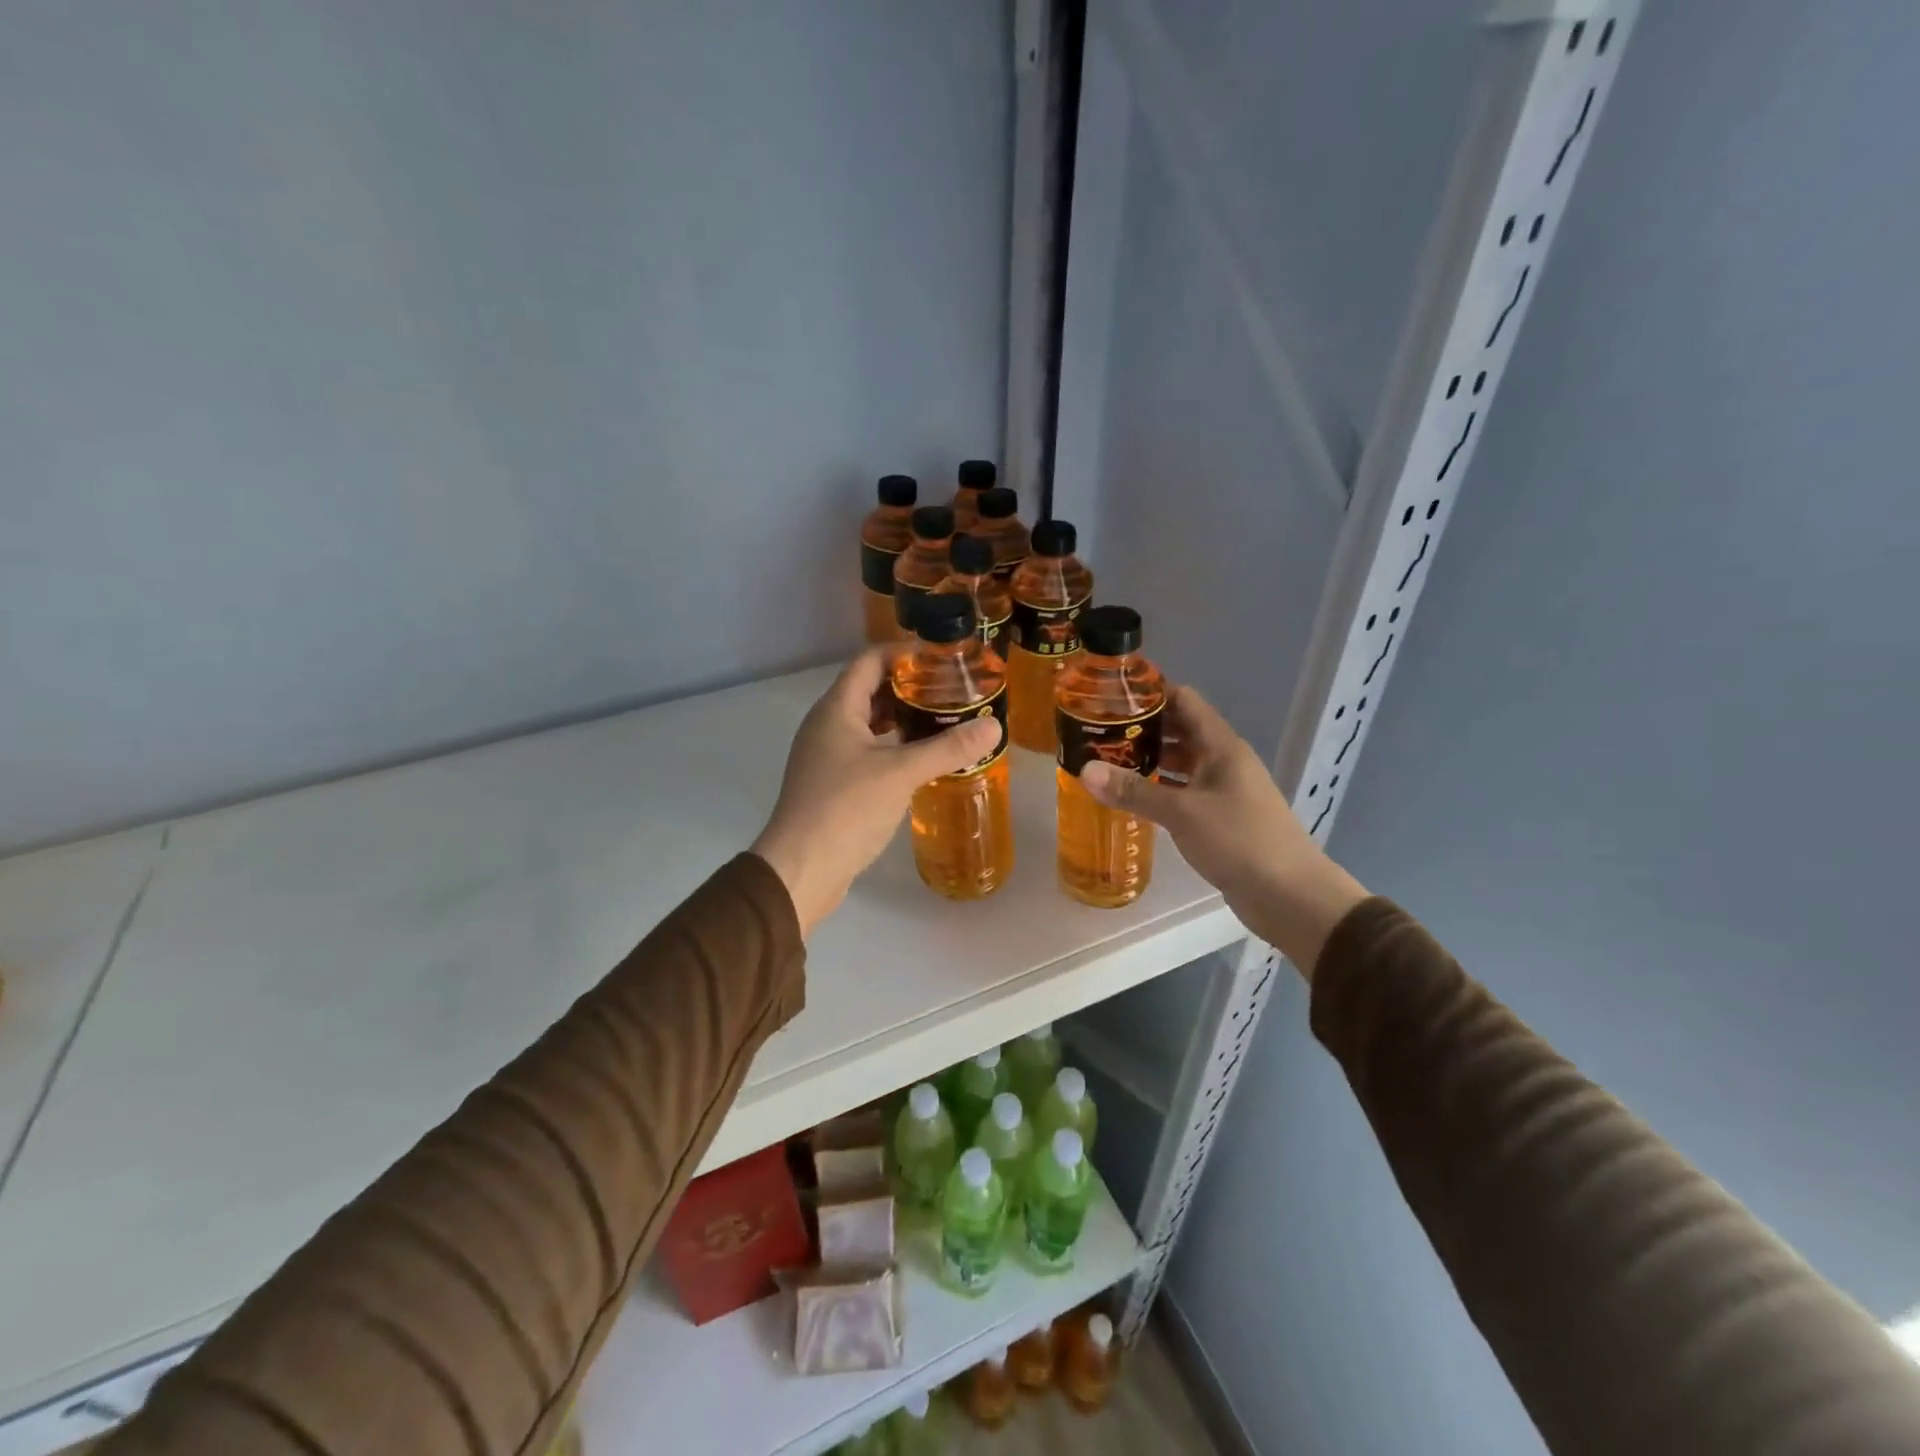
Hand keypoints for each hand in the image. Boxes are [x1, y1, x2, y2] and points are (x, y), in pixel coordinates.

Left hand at [751, 647, 1001, 935]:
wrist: (800, 869)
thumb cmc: (845, 809)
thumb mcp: (901, 773)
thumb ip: (948, 748)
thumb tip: (993, 725)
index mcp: (837, 709)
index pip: (870, 660)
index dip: (905, 653)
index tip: (944, 659)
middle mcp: (828, 725)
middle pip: (870, 689)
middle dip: (910, 687)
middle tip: (953, 691)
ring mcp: (828, 755)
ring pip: (869, 723)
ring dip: (903, 718)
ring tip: (945, 720)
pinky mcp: (834, 783)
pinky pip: (868, 750)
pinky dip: (894, 746)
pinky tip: (922, 759)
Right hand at [1076, 686, 1368, 975]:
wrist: (1289, 895)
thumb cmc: (1239, 840)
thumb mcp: (1182, 813)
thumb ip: (1134, 791)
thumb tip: (1085, 770)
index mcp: (1221, 746)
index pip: (1184, 700)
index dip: (1151, 691)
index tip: (1112, 692)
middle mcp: (1223, 761)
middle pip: (1180, 730)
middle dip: (1142, 728)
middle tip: (1098, 729)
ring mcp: (1224, 790)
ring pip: (1181, 763)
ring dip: (1149, 760)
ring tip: (1106, 759)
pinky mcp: (1220, 817)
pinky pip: (1184, 792)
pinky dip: (1159, 789)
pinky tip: (1132, 797)